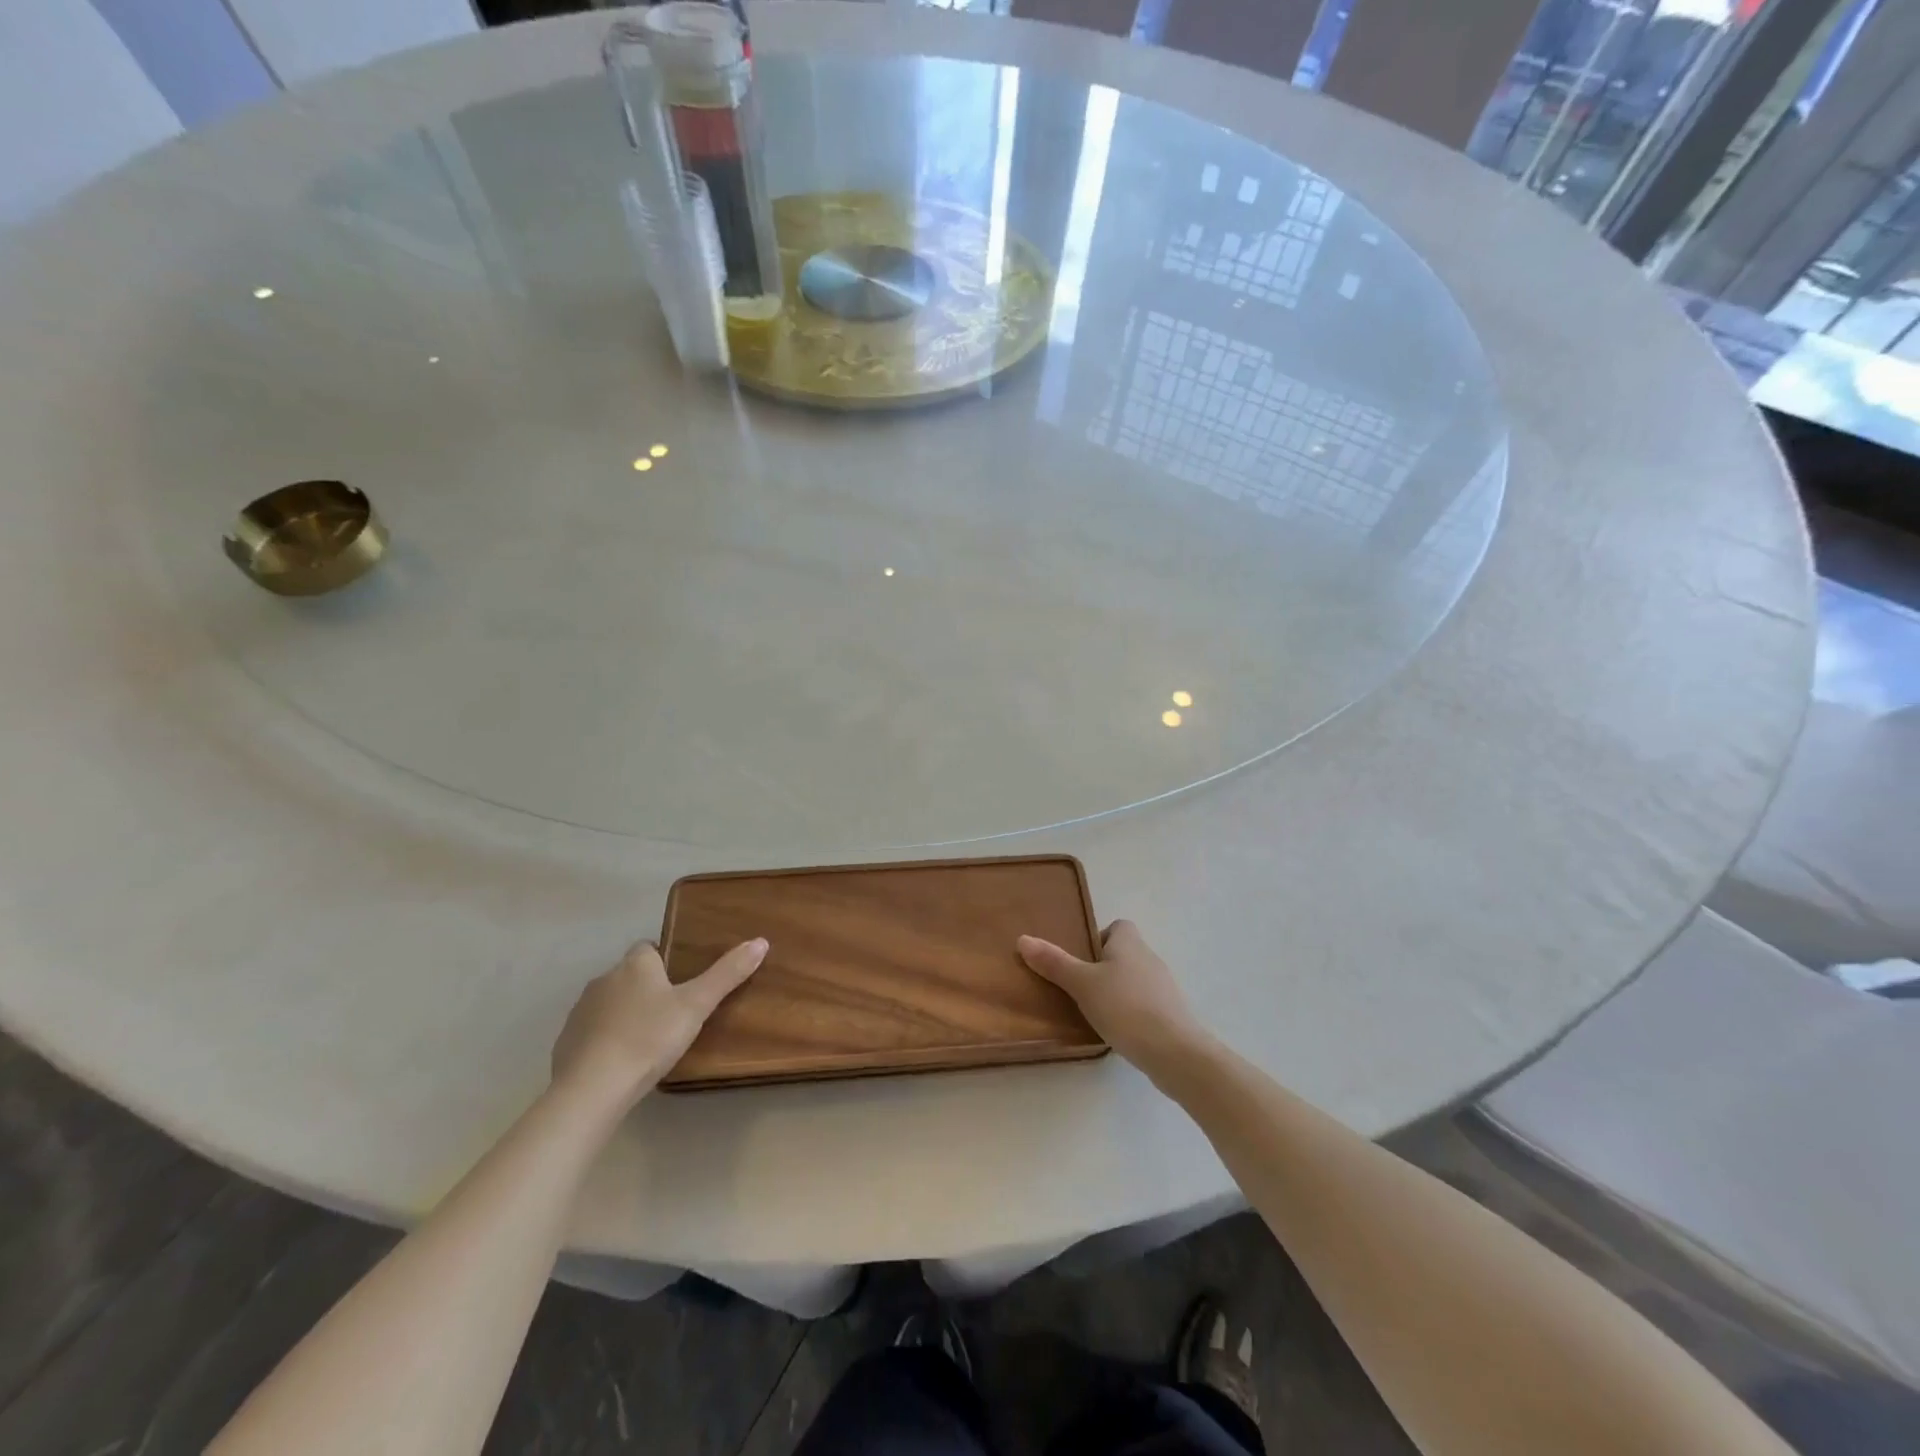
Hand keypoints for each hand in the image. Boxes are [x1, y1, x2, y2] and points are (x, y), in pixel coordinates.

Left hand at [551, 938, 767, 1106]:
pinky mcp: (565, 1042)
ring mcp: (580, 1011)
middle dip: (647, 988)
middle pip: (629, 975)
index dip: (665, 960)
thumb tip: (760, 941)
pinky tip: (621, 1062)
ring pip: (609, 1003)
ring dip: (625, 1014)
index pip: (649, 947)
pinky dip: (605, 1040)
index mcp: (635, 965)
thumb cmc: (649, 1038)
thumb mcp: (696, 1005)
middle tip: (673, 1013)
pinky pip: (592, 1032)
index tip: (682, 982)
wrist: (592, 1088)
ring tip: (648, 1040)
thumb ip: (727, 974)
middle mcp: (604, 979)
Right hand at [1018, 920, 1209, 1080]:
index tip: (1079, 960)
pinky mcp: (1170, 1014)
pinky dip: (1128, 1013)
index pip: (1117, 926)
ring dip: (1115, 992)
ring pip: (1132, 980)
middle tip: (1076, 988)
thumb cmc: (1125, 1007)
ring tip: (1091, 1012)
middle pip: (1122, 954)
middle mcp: (1149, 958)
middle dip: (1101, 968)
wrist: (1175, 1052)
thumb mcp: (1082, 984)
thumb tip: (1023, 939)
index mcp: (1130, 942)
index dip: (1098, 938)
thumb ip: (1054, 963)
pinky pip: (1143, 1004)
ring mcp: (1163, 987)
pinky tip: (1115, 1031)